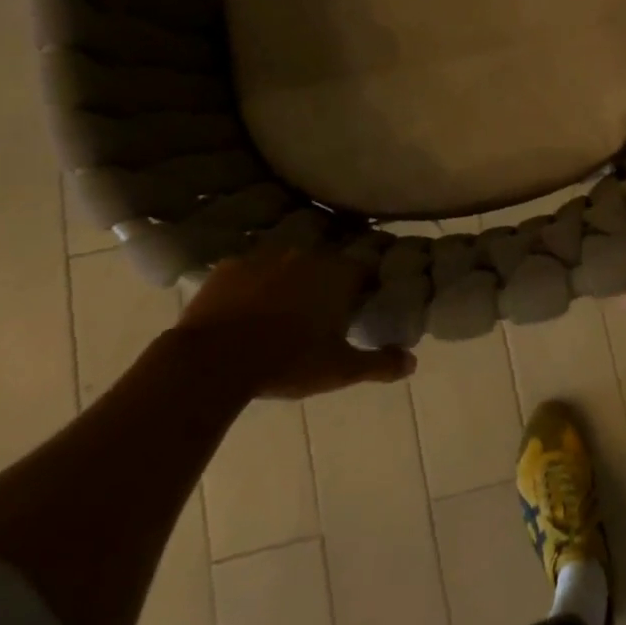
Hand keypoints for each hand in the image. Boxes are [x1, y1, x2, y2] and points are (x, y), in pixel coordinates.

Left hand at [173, 240, 414, 399]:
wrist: (213, 361)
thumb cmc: (288, 362)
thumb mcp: (340, 370)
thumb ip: (379, 364)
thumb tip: (412, 362)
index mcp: (338, 274)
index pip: (366, 268)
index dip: (368, 283)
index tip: (365, 300)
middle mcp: (306, 254)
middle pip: (327, 261)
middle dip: (329, 280)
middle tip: (325, 308)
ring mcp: (264, 256)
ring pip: (288, 262)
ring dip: (291, 278)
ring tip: (285, 307)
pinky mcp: (229, 266)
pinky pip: (250, 270)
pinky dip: (253, 284)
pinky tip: (248, 307)